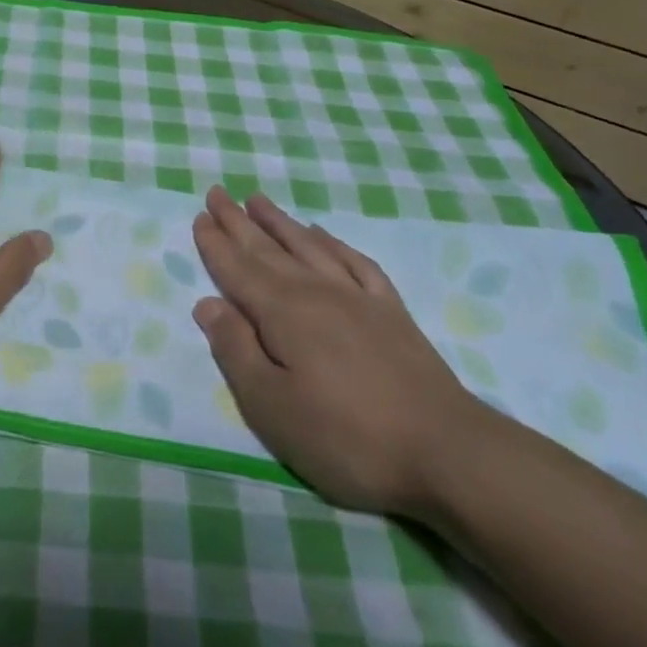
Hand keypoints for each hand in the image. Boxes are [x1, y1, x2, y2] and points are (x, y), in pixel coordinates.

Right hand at [191, 187, 479, 514]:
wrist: (447, 453)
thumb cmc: (345, 436)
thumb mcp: (271, 405)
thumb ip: (235, 350)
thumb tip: (207, 304)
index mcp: (282, 313)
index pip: (238, 270)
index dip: (216, 244)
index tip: (199, 216)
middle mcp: (317, 292)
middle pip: (268, 249)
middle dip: (239, 222)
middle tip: (217, 194)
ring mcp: (358, 299)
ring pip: (308, 247)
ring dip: (280, 223)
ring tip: (258, 201)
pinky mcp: (392, 313)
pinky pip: (355, 262)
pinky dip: (332, 244)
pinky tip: (322, 235)